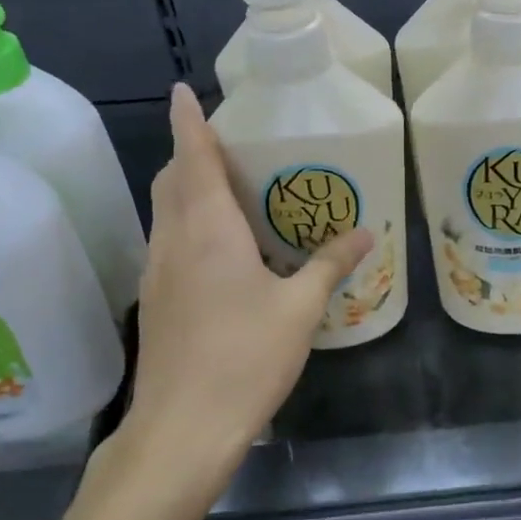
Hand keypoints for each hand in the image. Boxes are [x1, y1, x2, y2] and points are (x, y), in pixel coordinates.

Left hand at [111, 84, 371, 491]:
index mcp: (207, 229)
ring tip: (228, 187)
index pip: (193, 157)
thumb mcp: (299, 309)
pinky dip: (187, 224)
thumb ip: (329, 264)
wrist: (182, 429)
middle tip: (228, 142)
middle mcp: (174, 240)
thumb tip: (364, 232)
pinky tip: (221, 248)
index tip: (184, 90)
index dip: (189, 120)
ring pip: (166, 211)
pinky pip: (169, 242)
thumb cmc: (244, 358)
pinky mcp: (155, 301)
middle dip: (191, 152)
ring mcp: (158, 272)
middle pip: (172, 179)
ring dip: (187, 188)